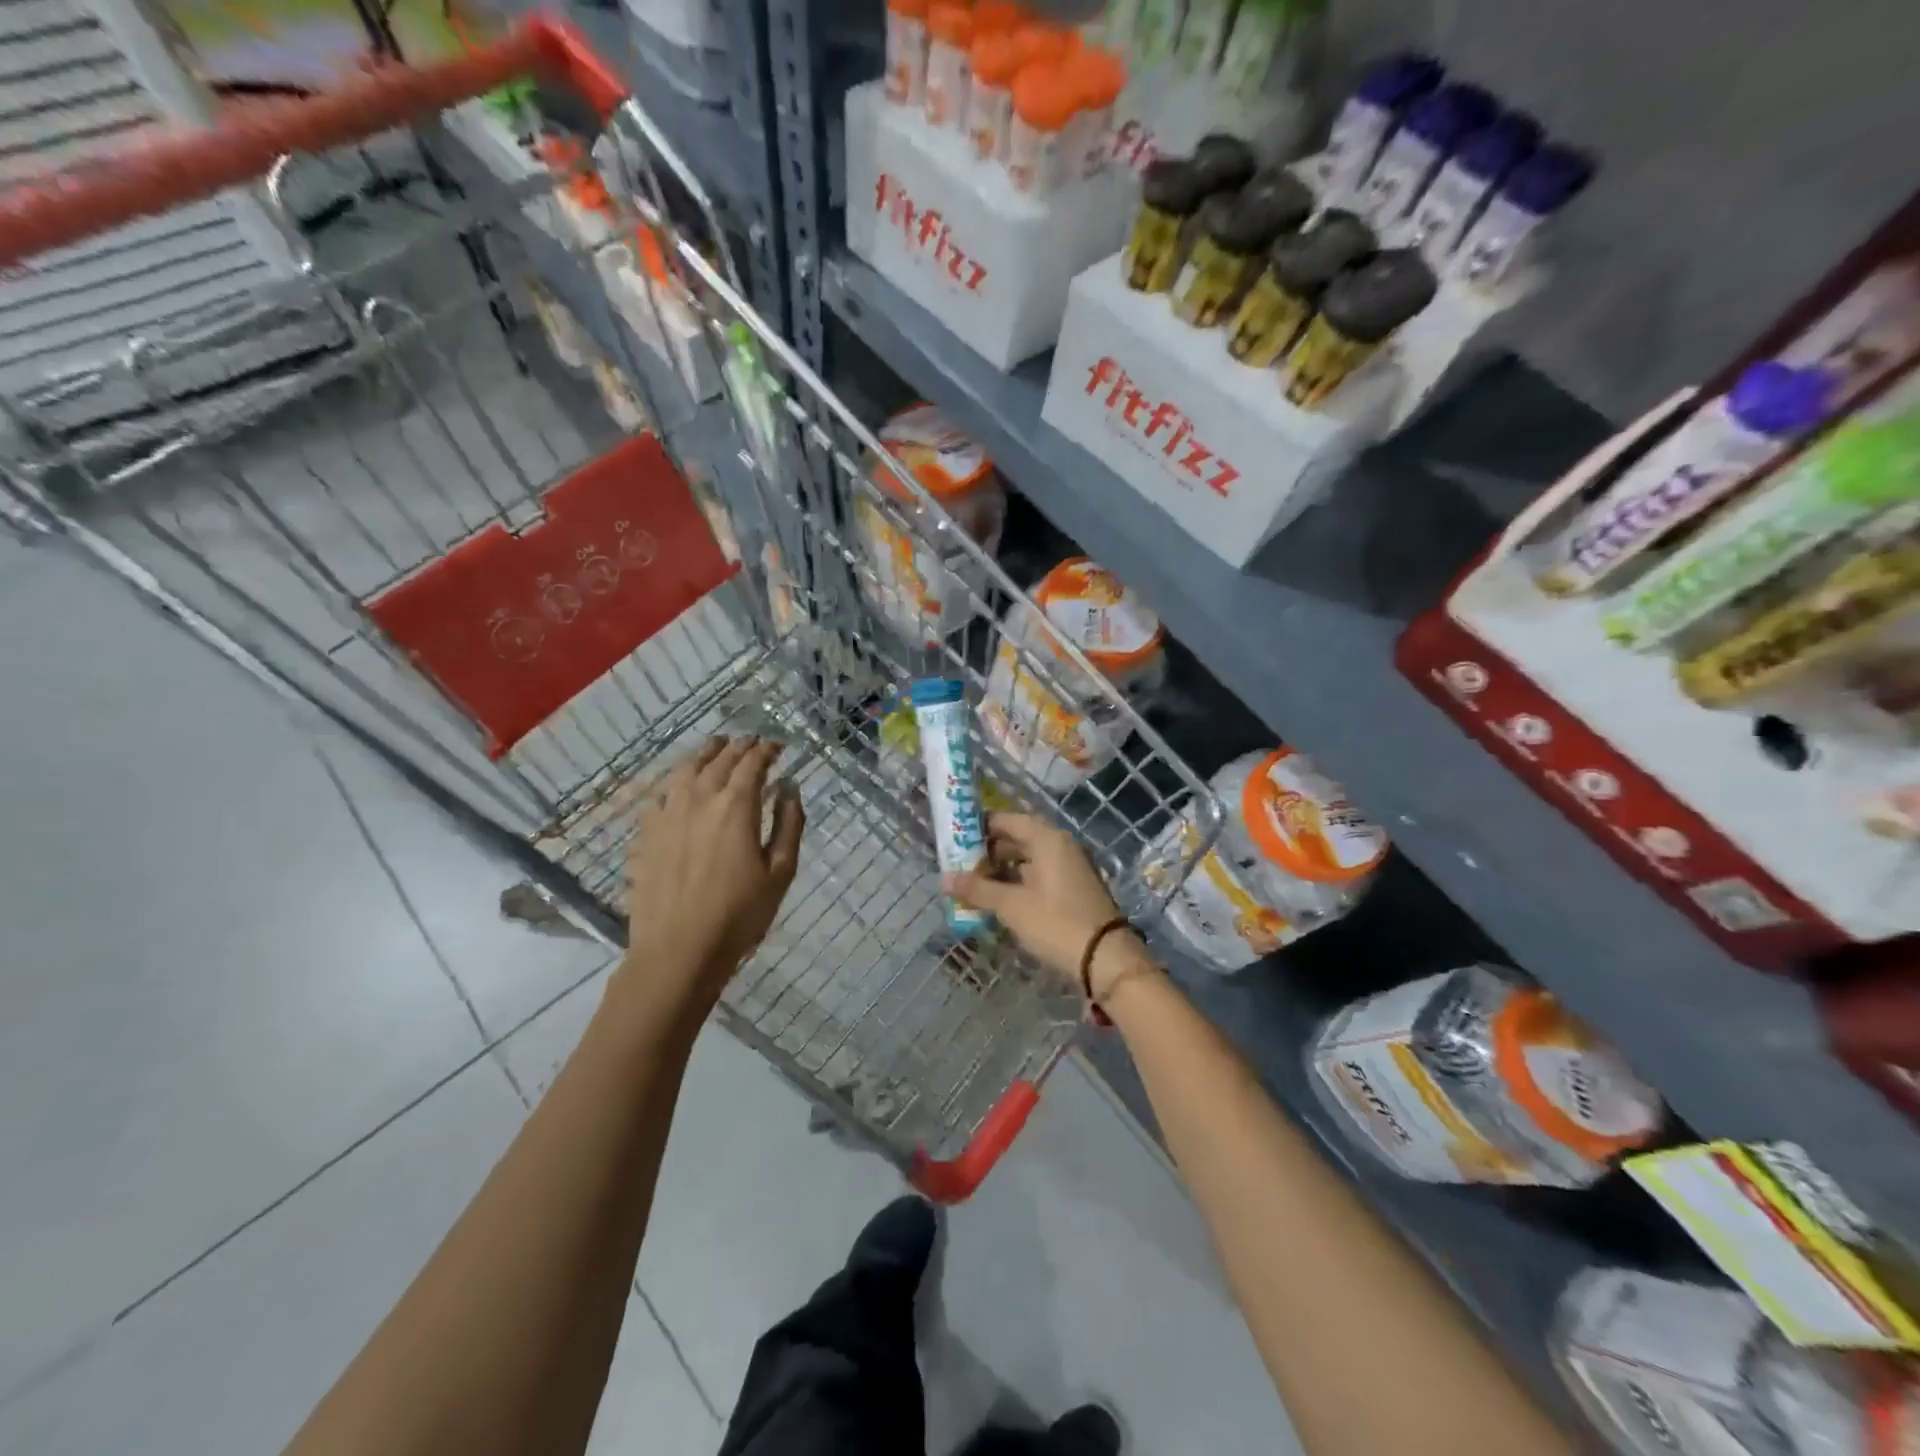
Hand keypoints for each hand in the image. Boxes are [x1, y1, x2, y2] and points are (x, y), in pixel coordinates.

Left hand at [618, 736, 804, 1011]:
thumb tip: (790, 788)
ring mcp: (667, 814)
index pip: (752, 763)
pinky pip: (661, 793)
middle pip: (719, 759)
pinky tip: (680, 784)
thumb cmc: (739, 914)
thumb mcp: (780, 871)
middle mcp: (699, 798)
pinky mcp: (646, 833)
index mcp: (735, 806)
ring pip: (685, 769)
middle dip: (739, 746)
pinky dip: (676, 779)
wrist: (678, 951)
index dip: (767, 750)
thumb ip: (789, 824)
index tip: (778, 746)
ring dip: (705, 753)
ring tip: (716, 746)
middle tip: (752, 742)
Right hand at [944, 812, 1152, 999]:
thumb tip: (945, 879)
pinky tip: (998, 898)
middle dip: (988, 851)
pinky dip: (1018, 881)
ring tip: (972, 883)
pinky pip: (1039, 874)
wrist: (1105, 957)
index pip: (1007, 820)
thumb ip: (978, 889)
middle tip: (959, 864)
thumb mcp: (1012, 906)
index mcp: (1047, 839)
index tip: (955, 838)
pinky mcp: (1073, 887)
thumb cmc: (1055, 922)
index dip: (980, 827)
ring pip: (1028, 858)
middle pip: (1018, 838)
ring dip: (1002, 869)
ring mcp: (1069, 866)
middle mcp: (1060, 845)